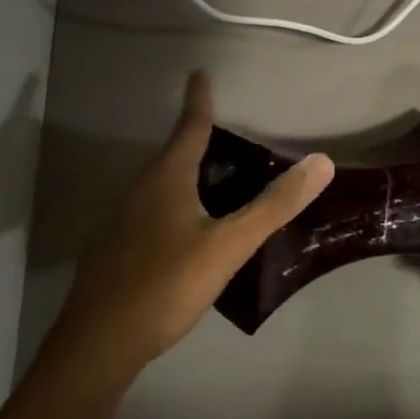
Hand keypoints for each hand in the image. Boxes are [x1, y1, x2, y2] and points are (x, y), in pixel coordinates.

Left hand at [57, 71, 333, 365]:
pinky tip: (192, 229)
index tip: (200, 73)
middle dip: (198, 139)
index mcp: (166, 179)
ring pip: (162, 185)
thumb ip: (274, 205)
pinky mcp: (118, 251)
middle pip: (174, 154)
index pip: (189, 127)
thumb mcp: (229, 245)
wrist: (98, 345)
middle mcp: (140, 191)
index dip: (199, 100)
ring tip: (218, 178)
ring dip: (189, 173)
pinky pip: (154, 211)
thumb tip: (322, 162)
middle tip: (228, 133)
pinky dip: (178, 204)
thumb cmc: (166, 284)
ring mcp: (124, 222)